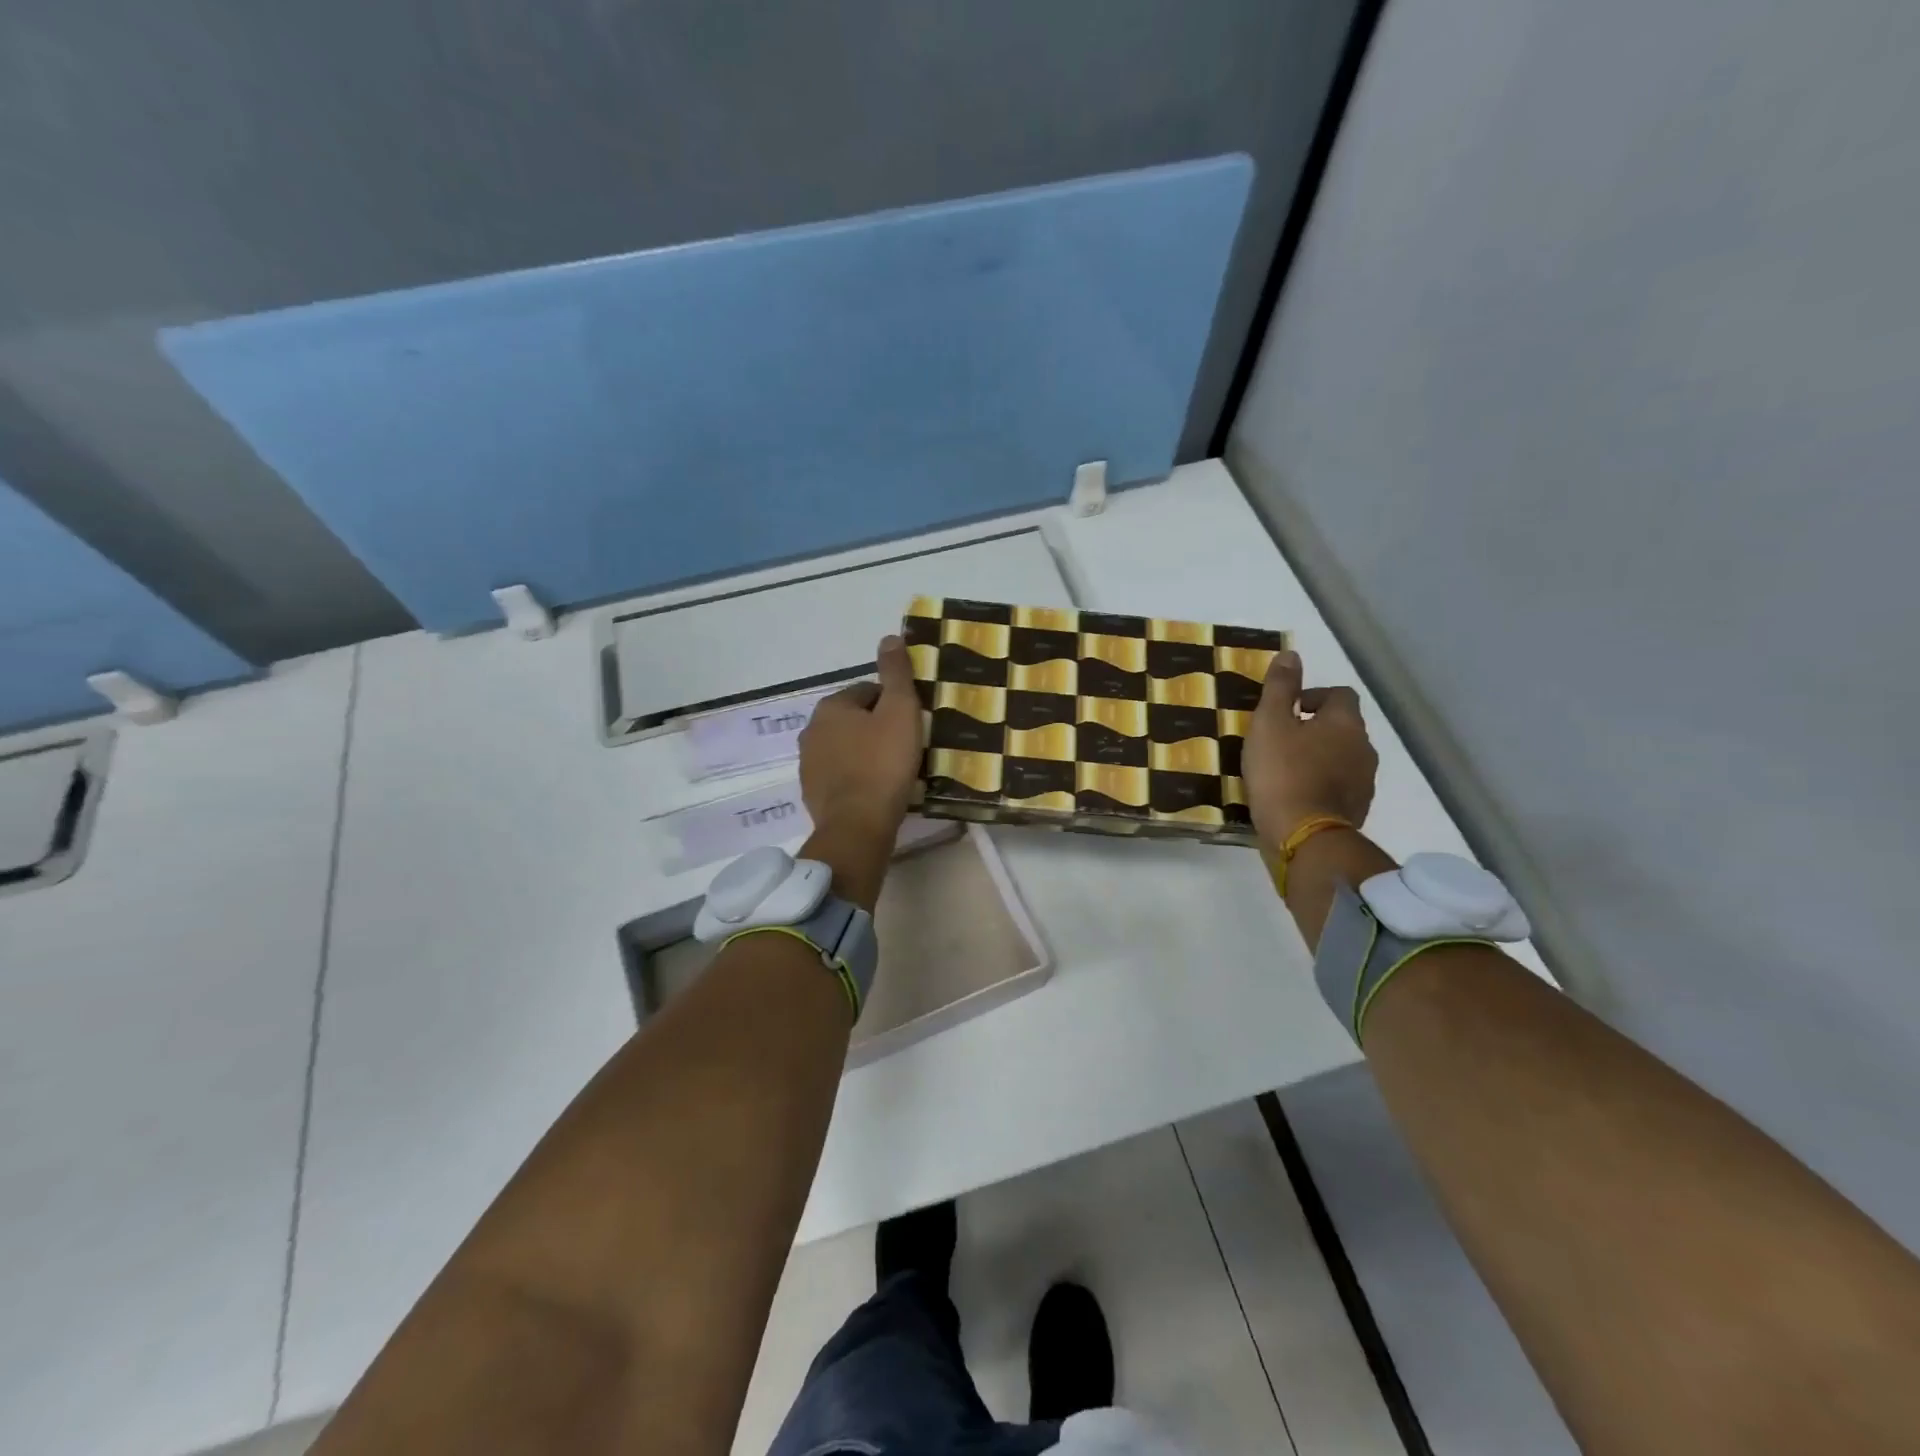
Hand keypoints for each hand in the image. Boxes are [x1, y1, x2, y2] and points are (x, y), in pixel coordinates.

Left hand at [797, 635, 923, 887]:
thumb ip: (896, 673)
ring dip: (866, 754)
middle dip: (877, 729)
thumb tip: (890, 637)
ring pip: (846, 748)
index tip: (912, 725)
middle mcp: (812, 729)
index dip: (894, 705)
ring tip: (894, 771)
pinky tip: (876, 791)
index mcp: (831, 706)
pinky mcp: (812, 793)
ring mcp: (808, 764)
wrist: (858, 825)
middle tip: (907, 748)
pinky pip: (840, 776)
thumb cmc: (883, 763)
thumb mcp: (900, 710)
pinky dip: (856, 778)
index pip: (868, 692)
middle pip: (855, 720)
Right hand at [1242, 650, 1378, 847]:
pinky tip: (1295, 794)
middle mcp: (1363, 747)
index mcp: (1345, 722)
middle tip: (1280, 740)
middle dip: (1314, 728)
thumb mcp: (1269, 723)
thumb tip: (1291, 655)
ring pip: (1342, 757)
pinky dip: (1321, 784)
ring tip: (1285, 769)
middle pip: (1342, 727)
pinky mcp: (1357, 809)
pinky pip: (1339, 786)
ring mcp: (1364, 782)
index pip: (1339, 694)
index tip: (1286, 711)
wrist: (1303, 836)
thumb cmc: (1282, 772)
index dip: (1313, 697)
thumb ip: (1279, 688)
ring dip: (1319, 757)